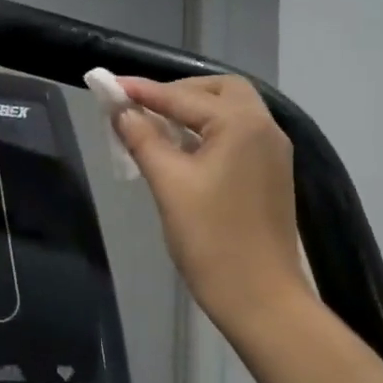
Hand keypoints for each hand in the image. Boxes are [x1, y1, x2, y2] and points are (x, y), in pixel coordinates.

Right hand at [114, 75, 312, 331]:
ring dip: (194, 113)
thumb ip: (144, 140)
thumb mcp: (169, 185)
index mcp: (241, 125)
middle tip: (142, 108)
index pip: (184, 96)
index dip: (143, 91)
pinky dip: (209, 133)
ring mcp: (272, 153)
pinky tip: (183, 152)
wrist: (260, 297)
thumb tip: (122, 112)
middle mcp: (264, 129)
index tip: (109, 85)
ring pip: (231, 113)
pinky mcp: (271, 175)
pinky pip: (237, 136)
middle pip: (220, 91)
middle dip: (179, 93)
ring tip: (156, 128)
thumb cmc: (211, 240)